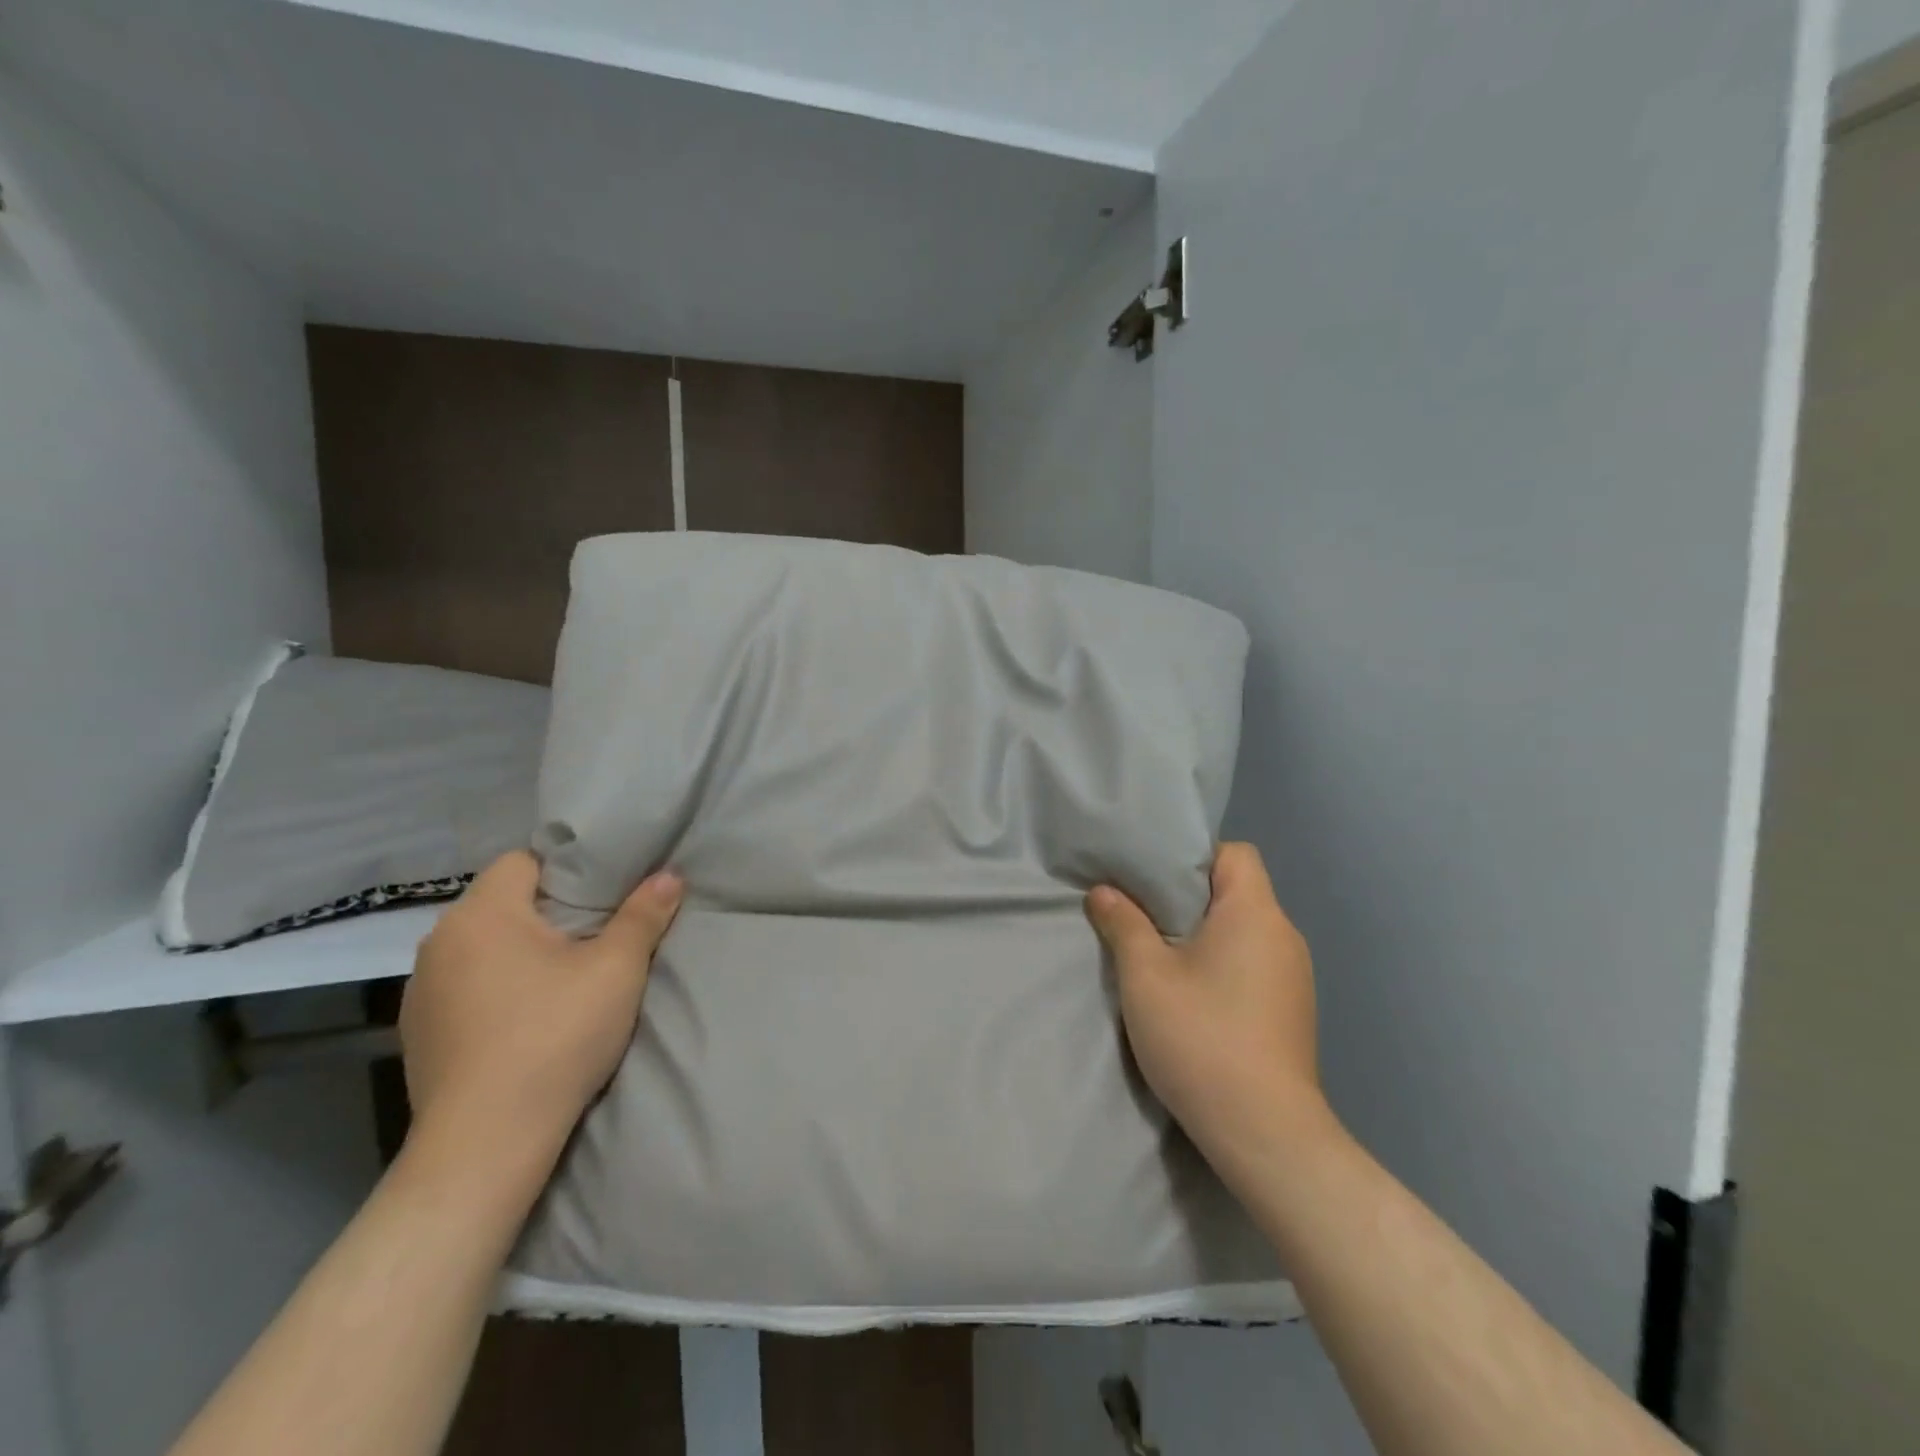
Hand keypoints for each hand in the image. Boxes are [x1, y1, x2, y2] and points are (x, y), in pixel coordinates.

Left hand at [400, 851, 682, 1164]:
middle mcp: (438, 942)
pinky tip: (525, 1019)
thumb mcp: (616, 970)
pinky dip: (495, 989)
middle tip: (595, 934)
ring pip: (482, 946)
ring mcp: (420, 991)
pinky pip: (464, 986)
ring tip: (561, 978)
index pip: (523, 861)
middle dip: (547, 912)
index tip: (603, 895)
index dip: (566, 870)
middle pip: (502, 903)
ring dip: (518, 952)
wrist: (486, 1143)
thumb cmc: (555, 1036)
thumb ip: (643, 915)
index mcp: (482, 914)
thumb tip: (670, 876)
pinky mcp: (417, 1034)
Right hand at [1086, 843, 1325, 1174]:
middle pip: (1238, 891)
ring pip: (1244, 932)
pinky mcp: (1292, 1011)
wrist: (1265, 1133)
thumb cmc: (1202, 1037)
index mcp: (1255, 913)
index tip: (1154, 879)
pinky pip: (1254, 964)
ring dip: (1205, 935)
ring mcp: (1295, 977)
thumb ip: (1123, 924)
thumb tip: (1103, 891)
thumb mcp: (1145, 976)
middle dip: (1190, 898)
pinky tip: (1194, 997)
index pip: (1236, 854)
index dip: (1194, 856)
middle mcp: (1284, 936)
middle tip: (1142, 913)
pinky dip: (1224, 965)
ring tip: (1161, 956)